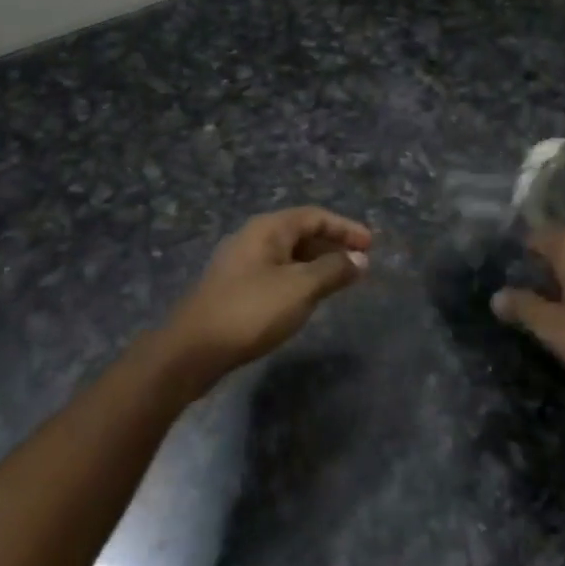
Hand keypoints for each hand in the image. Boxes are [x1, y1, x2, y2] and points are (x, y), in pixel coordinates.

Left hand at [162, 207, 372, 381]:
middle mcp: (252, 238)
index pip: (315, 216)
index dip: (345, 228)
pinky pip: (275, 272)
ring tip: (339, 280)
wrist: (193, 349)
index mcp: (267, 229)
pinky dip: (298, 278)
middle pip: (300, 232)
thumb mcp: (300, 288)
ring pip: (287, 255)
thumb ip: (333, 270)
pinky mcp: (234, 287)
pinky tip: (307, 298)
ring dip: (316, 263)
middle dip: (332, 245)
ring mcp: (240, 263)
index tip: (371, 245)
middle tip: (359, 263)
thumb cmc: (251, 311)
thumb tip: (360, 259)